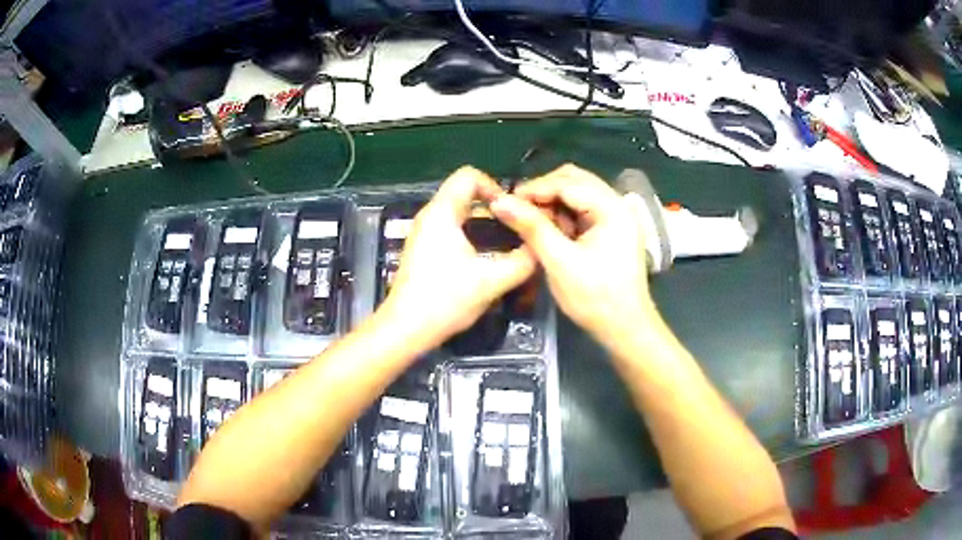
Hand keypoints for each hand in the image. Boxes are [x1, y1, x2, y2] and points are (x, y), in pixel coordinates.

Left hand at [381, 166, 535, 349]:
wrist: (406, 329)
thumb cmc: (445, 300)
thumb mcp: (492, 281)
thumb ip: (522, 262)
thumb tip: (541, 248)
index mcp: (442, 212)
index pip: (469, 176)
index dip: (495, 186)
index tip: (512, 211)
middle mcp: (430, 216)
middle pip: (465, 193)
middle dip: (494, 206)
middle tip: (517, 227)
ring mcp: (424, 233)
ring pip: (459, 212)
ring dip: (484, 222)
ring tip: (507, 243)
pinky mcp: (423, 249)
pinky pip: (451, 228)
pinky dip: (471, 234)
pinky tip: (486, 259)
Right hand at [490, 164, 656, 346]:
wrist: (625, 329)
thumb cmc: (595, 298)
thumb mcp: (559, 262)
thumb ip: (531, 227)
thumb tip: (499, 201)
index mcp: (611, 208)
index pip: (566, 183)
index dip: (533, 189)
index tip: (505, 202)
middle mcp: (617, 204)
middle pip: (574, 180)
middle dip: (543, 192)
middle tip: (517, 211)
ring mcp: (616, 216)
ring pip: (577, 194)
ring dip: (552, 203)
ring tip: (532, 224)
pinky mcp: (611, 229)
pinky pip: (582, 210)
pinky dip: (563, 215)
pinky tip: (550, 232)